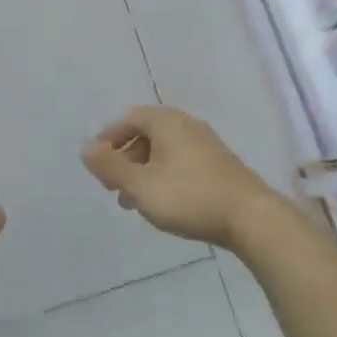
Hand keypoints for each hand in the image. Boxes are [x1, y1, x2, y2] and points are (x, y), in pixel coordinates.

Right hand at [82, 106, 280, 248]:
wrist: (251, 217)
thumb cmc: (188, 196)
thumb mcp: (140, 184)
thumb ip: (110, 166)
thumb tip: (85, 148)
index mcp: (165, 121)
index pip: (128, 119)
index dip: (109, 140)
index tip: (98, 167)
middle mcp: (186, 124)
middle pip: (146, 134)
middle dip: (125, 159)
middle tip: (113, 187)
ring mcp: (206, 144)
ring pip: (164, 151)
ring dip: (144, 172)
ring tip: (134, 202)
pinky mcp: (220, 165)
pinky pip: (181, 163)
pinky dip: (164, 177)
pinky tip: (164, 204)